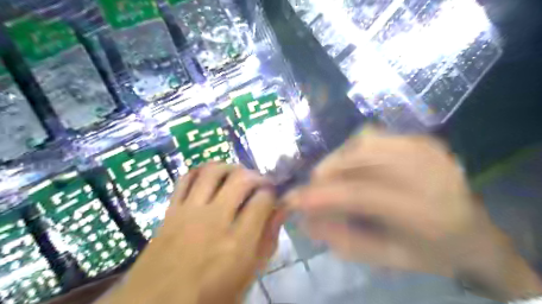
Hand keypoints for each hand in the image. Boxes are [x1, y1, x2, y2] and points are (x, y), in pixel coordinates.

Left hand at [106, 164, 283, 303]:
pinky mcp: (171, 210)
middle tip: (260, 184)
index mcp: (237, 243)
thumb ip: (267, 241)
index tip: (273, 197)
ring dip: (230, 167)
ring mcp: (189, 212)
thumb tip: (281, 211)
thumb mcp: (248, 276)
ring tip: (237, 176)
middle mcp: (214, 220)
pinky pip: (186, 178)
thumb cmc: (209, 297)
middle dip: (257, 176)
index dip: (273, 193)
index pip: (263, 200)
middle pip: (241, 179)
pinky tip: (211, 178)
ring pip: (213, 171)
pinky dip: (201, 171)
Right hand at [286, 126, 538, 301]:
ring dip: (338, 160)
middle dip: (326, 173)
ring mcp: (427, 149)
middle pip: (360, 157)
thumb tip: (306, 220)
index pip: (361, 195)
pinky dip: (353, 150)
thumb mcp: (386, 258)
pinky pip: (373, 136)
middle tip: (314, 189)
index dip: (321, 195)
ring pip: (362, 141)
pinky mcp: (422, 139)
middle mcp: (429, 172)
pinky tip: (353, 166)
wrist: (476, 234)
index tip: (291, 199)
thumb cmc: (431, 253)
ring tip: (332, 179)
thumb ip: (343, 240)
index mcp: (427, 212)